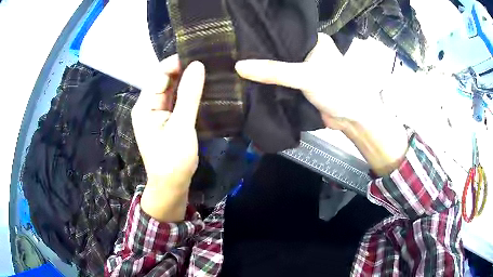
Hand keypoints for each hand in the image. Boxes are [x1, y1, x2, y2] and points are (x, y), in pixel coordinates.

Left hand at [131, 55, 204, 220]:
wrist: (172, 186)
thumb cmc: (173, 159)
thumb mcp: (181, 126)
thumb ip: (189, 94)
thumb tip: (198, 65)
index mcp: (144, 105)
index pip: (159, 74)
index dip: (177, 62)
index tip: (200, 55)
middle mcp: (148, 105)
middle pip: (165, 80)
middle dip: (184, 70)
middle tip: (208, 61)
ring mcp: (157, 113)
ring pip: (172, 89)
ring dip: (187, 81)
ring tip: (209, 70)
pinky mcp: (167, 120)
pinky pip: (176, 101)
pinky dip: (187, 93)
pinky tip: (202, 87)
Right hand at [235, 33, 408, 175]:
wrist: (352, 119)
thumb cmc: (337, 89)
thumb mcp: (306, 76)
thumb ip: (274, 71)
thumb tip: (239, 66)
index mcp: (314, 40)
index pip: (284, 32)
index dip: (264, 35)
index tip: (241, 38)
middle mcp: (310, 51)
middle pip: (281, 50)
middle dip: (262, 54)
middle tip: (236, 53)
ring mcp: (306, 68)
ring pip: (281, 65)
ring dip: (266, 69)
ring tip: (239, 64)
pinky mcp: (303, 84)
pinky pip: (283, 79)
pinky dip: (272, 81)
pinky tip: (253, 79)